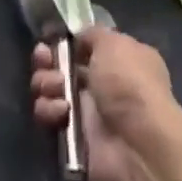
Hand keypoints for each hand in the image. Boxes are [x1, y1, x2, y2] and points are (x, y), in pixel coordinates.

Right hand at [30, 26, 181, 180]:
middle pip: (63, 67)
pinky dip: (50, 111)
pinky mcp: (72, 140)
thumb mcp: (114, 43)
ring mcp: (88, 114)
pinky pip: (49, 118)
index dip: (66, 41)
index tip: (51, 36)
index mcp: (121, 61)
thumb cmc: (129, 84)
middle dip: (47, 60)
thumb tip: (79, 38)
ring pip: (51, 91)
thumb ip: (92, 35)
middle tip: (43, 59)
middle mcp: (104, 86)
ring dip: (46, 84)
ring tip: (56, 88)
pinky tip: (62, 112)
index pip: (86, 47)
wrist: (138, 146)